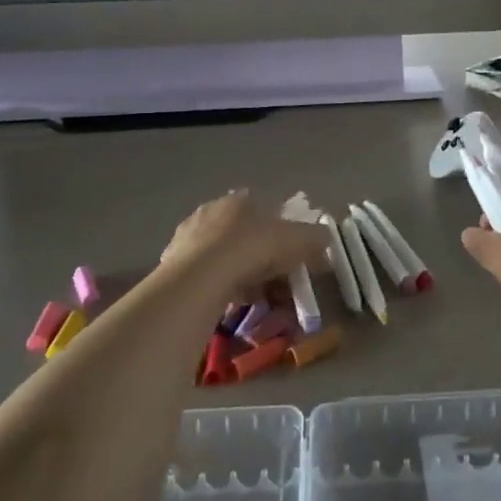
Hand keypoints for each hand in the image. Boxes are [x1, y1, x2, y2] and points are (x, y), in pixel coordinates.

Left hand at [159, 191, 328, 294]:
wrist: (201, 276)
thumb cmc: (253, 249)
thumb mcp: (297, 241)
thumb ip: (315, 237)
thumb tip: (327, 237)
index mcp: (242, 199)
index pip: (268, 211)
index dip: (282, 235)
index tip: (291, 257)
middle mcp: (213, 209)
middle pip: (245, 234)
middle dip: (261, 257)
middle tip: (276, 282)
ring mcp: (190, 234)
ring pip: (225, 255)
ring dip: (241, 273)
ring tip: (254, 297)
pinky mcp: (173, 260)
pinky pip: (206, 273)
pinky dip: (220, 285)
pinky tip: (230, 301)